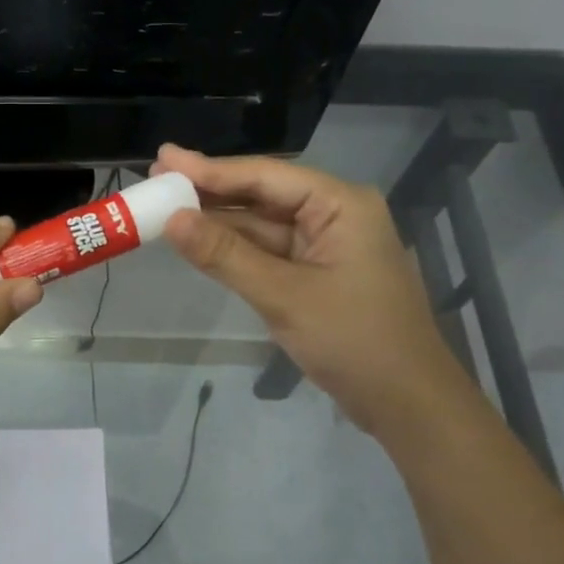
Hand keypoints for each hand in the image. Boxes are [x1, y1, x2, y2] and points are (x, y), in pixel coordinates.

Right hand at [153, 144, 466, 436]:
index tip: (163, 159)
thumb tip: (172, 220)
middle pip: (262, 195)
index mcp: (340, 205)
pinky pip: (269, 253)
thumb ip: (225, 255)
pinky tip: (200, 242)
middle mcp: (334, 215)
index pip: (265, 176)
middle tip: (156, 180)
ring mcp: (326, 247)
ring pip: (262, 226)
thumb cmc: (354, 341)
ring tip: (166, 208)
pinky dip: (235, 250)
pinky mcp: (317, 275)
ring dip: (218, 222)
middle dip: (210, 192)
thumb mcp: (283, 296)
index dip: (210, 170)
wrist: (407, 404)